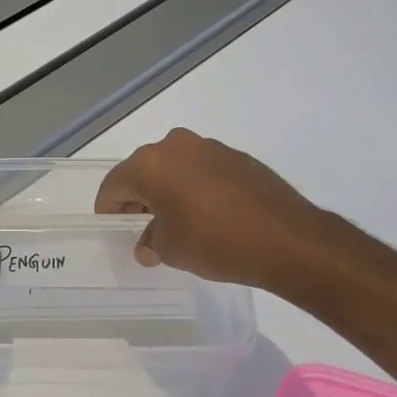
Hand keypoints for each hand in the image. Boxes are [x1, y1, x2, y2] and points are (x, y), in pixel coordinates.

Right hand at [95, 128, 332, 289]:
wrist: (287, 239)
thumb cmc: (215, 242)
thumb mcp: (171, 250)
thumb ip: (151, 241)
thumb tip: (148, 243)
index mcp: (150, 164)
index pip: (115, 184)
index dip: (109, 207)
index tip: (112, 226)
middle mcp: (176, 146)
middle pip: (144, 171)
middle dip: (138, 197)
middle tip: (141, 225)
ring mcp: (210, 147)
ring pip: (174, 168)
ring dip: (169, 190)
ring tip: (176, 221)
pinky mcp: (237, 156)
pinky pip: (202, 170)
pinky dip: (196, 187)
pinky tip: (207, 214)